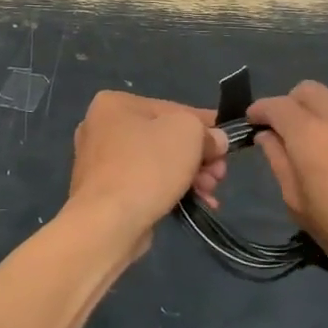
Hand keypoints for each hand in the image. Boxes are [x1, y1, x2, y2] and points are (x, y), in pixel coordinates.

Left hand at [66, 92, 228, 253]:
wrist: (108, 223)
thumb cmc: (147, 166)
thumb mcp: (189, 133)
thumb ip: (206, 131)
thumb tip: (215, 141)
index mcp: (115, 104)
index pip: (171, 108)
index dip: (205, 125)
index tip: (227, 142)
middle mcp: (101, 128)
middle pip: (164, 137)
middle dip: (198, 156)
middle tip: (219, 174)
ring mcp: (100, 162)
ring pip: (157, 163)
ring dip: (189, 175)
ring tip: (210, 192)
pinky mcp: (104, 193)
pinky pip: (145, 184)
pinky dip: (170, 190)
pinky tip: (196, 203)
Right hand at [248, 82, 327, 316]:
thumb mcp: (301, 207)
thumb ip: (280, 163)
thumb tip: (269, 137)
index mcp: (312, 134)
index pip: (277, 105)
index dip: (260, 111)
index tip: (252, 123)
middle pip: (308, 91)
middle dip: (290, 105)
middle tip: (284, 133)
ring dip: (319, 115)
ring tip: (319, 150)